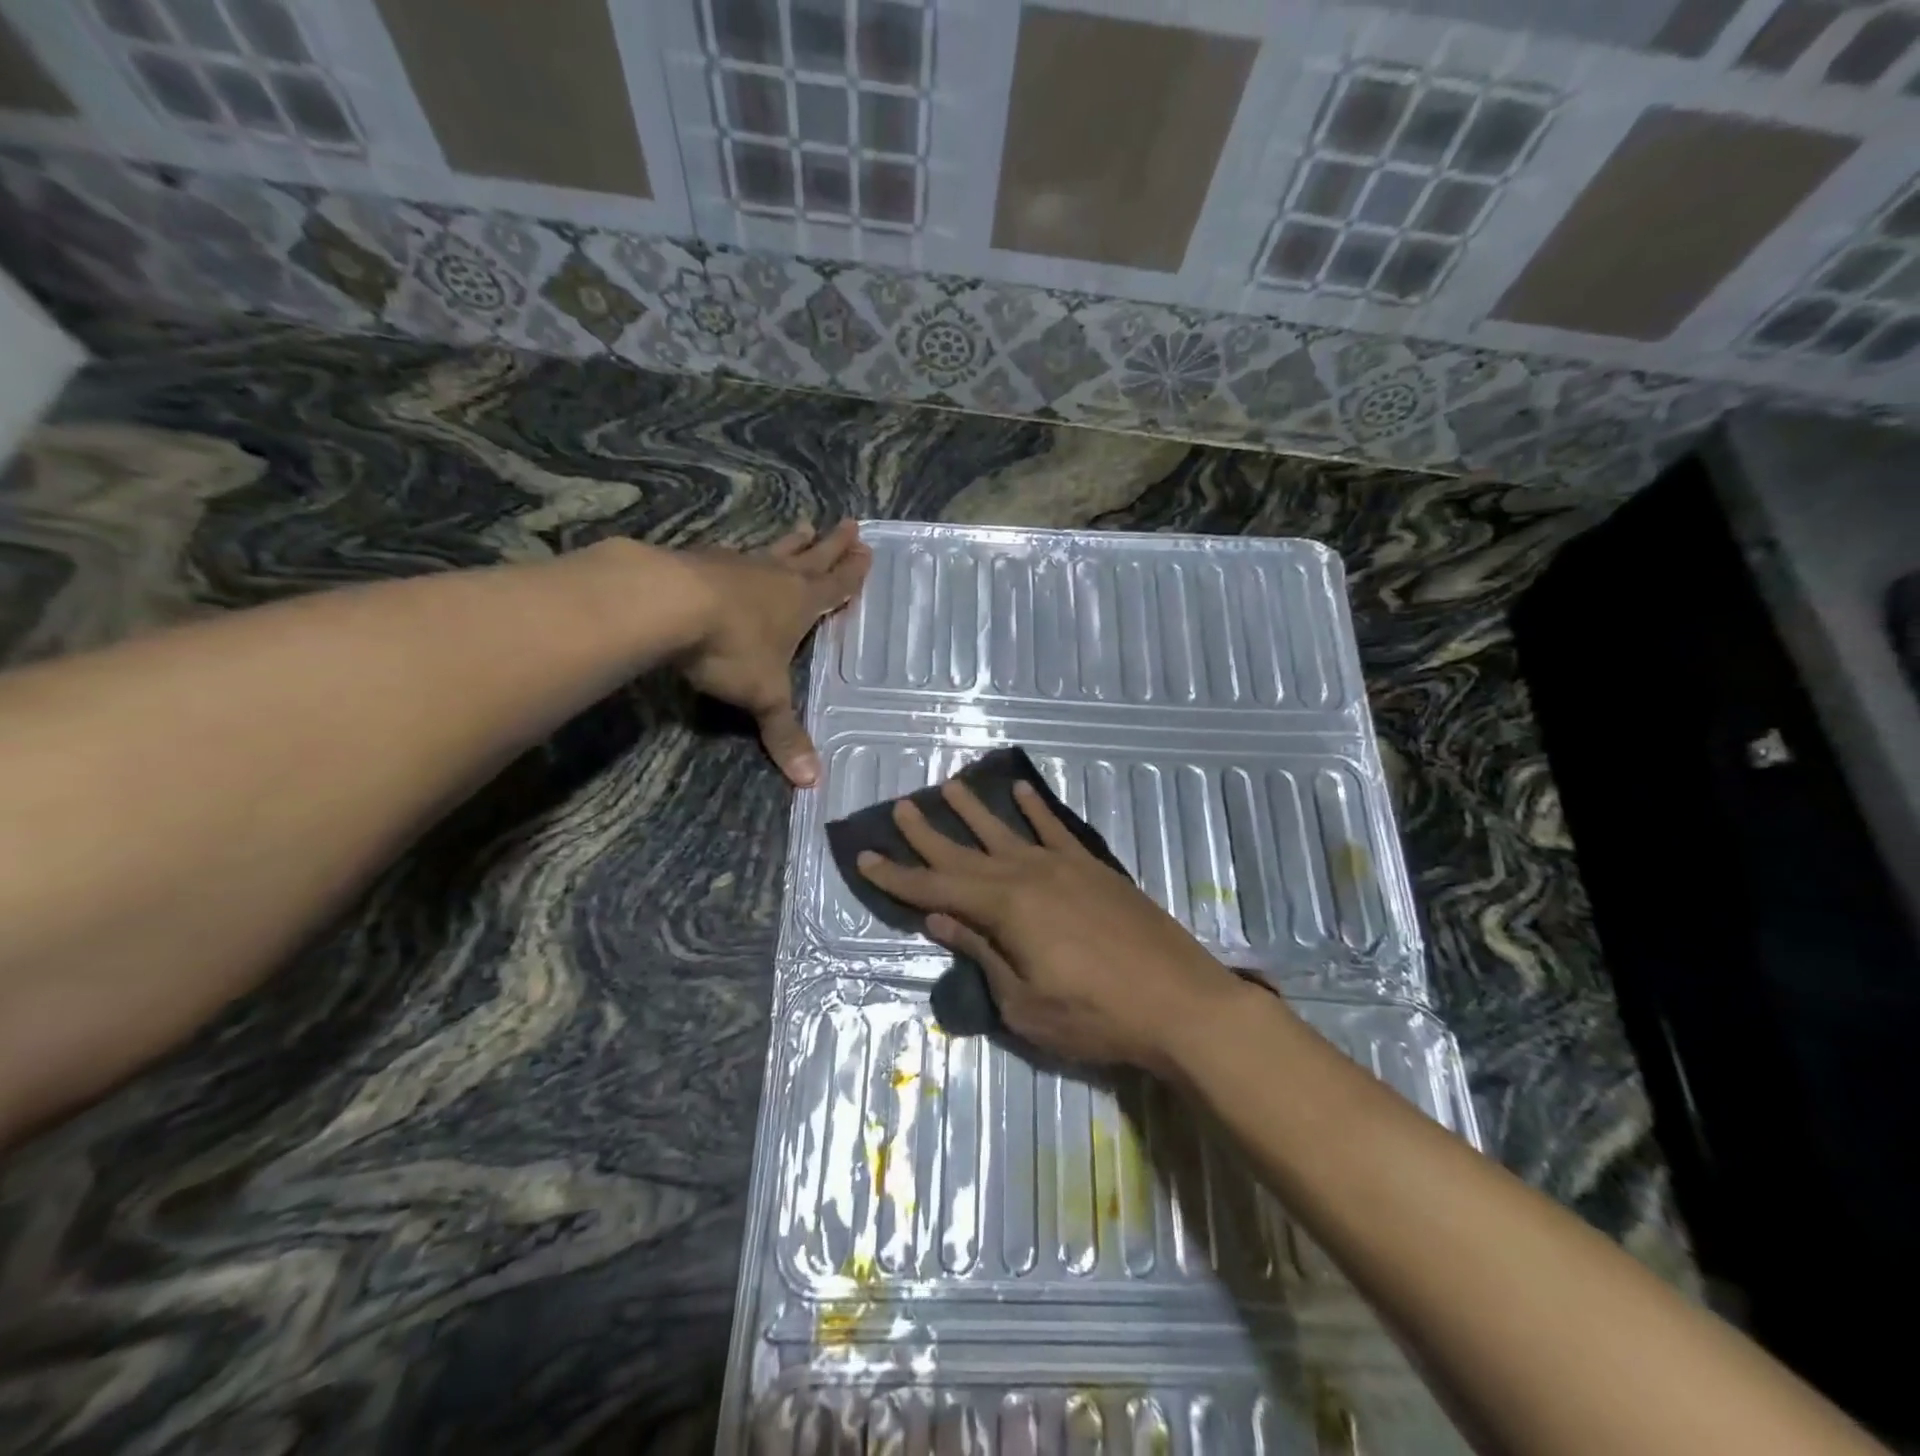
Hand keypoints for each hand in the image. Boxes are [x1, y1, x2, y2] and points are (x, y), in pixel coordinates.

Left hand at [677, 520, 870, 785]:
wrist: (668, 603)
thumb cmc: (731, 648)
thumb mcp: (763, 696)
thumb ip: (784, 734)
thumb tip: (811, 782)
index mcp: (800, 604)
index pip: (835, 586)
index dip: (852, 573)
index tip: (867, 550)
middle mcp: (775, 577)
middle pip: (812, 557)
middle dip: (832, 545)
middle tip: (850, 524)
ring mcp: (738, 565)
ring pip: (773, 550)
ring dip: (791, 541)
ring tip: (804, 525)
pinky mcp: (701, 561)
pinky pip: (731, 554)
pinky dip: (741, 554)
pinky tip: (733, 552)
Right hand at [854, 777, 1253, 1074]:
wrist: (1180, 1003)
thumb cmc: (1096, 1017)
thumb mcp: (1025, 1003)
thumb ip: (982, 953)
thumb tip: (940, 918)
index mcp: (1005, 908)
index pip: (936, 889)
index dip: (898, 876)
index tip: (865, 857)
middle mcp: (1028, 875)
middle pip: (965, 852)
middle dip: (927, 834)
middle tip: (899, 807)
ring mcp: (1063, 866)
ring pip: (1006, 831)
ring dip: (974, 811)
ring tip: (948, 786)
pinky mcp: (1094, 868)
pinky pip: (1056, 829)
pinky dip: (1035, 809)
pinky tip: (1020, 792)